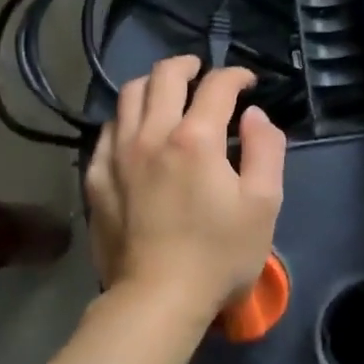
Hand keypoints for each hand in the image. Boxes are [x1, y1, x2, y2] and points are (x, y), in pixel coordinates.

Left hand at [85, 56, 286, 318]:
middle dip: (187, 65)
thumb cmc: (218, 255)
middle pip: (164, 76)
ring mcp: (117, 155)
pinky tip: (135, 130)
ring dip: (152, 84)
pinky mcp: (96, 177)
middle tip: (202, 71)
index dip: (235, 75)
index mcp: (195, 139)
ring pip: (128, 95)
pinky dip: (125, 118)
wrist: (156, 298)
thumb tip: (254, 115)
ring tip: (166, 92)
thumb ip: (266, 150)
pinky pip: (107, 130)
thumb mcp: (263, 205)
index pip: (216, 86)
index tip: (247, 82)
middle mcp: (151, 134)